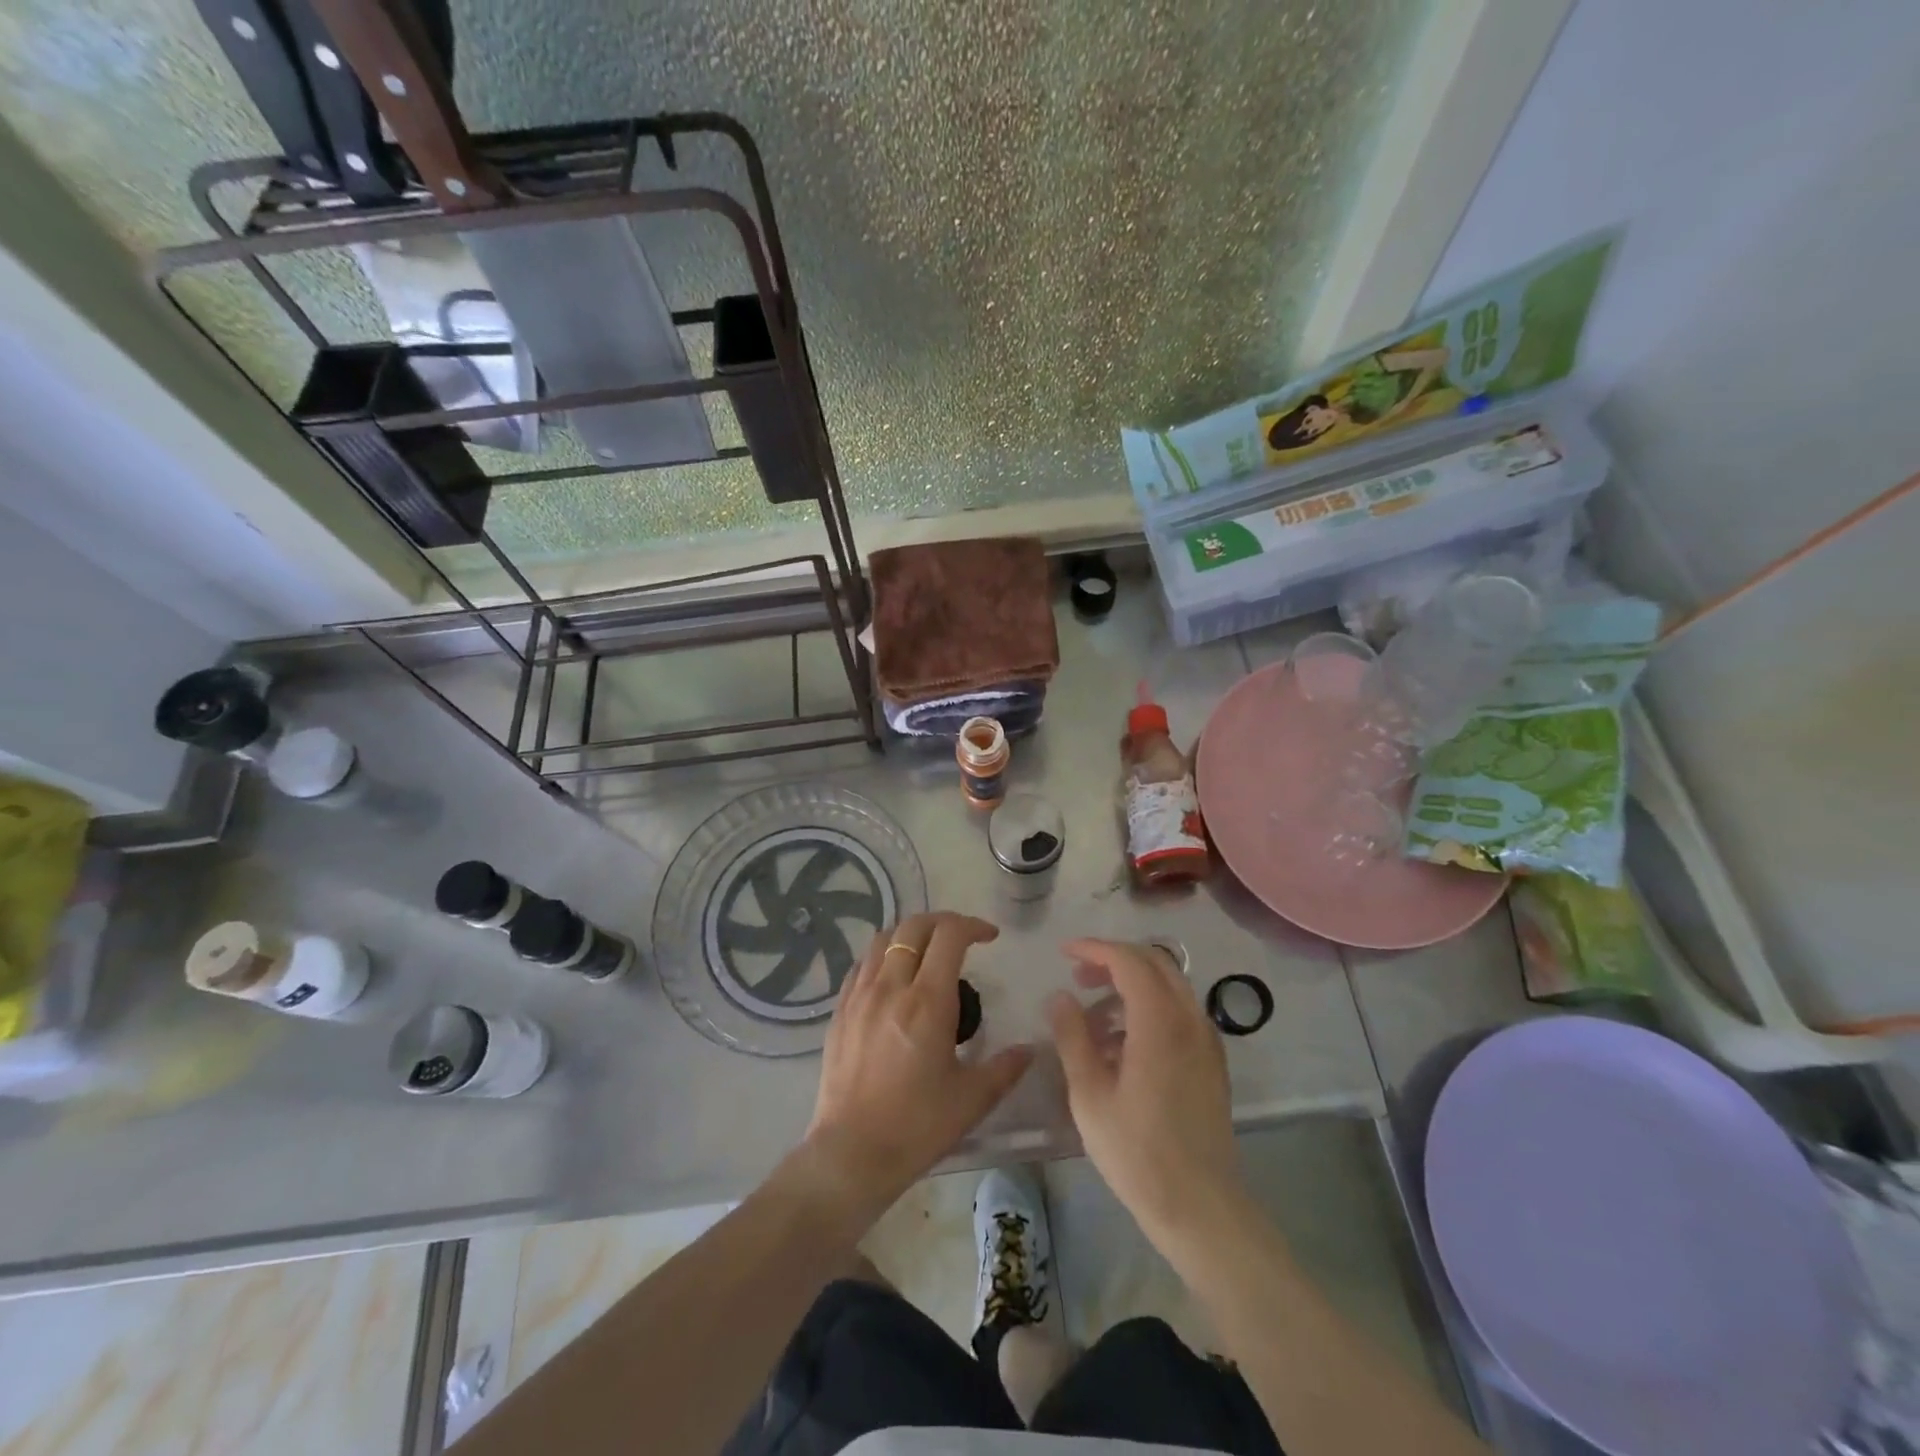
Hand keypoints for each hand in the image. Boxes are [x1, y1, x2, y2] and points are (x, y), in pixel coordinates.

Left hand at [801, 912, 1031, 1224]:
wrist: (852, 1154)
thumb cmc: (917, 1126)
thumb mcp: (972, 1099)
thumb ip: (1005, 1067)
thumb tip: (1030, 1049)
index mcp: (927, 1001)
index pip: (949, 936)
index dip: (973, 926)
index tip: (990, 937)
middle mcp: (891, 987)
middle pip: (914, 927)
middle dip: (943, 922)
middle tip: (963, 938)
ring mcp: (859, 996)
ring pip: (883, 939)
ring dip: (911, 935)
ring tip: (928, 953)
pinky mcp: (840, 1011)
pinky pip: (861, 965)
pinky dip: (882, 956)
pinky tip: (893, 978)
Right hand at [1047, 939, 1249, 1257]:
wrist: (1200, 1206)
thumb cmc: (1137, 1152)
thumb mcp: (1089, 1095)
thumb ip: (1073, 1036)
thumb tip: (1060, 996)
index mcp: (1160, 1021)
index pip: (1128, 960)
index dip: (1094, 948)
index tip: (1064, 953)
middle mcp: (1190, 1018)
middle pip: (1154, 962)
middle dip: (1114, 959)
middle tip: (1078, 977)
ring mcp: (1206, 1040)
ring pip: (1170, 986)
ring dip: (1132, 984)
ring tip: (1095, 1016)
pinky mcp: (1212, 1061)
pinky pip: (1180, 1012)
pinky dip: (1150, 1007)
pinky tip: (1124, 1043)